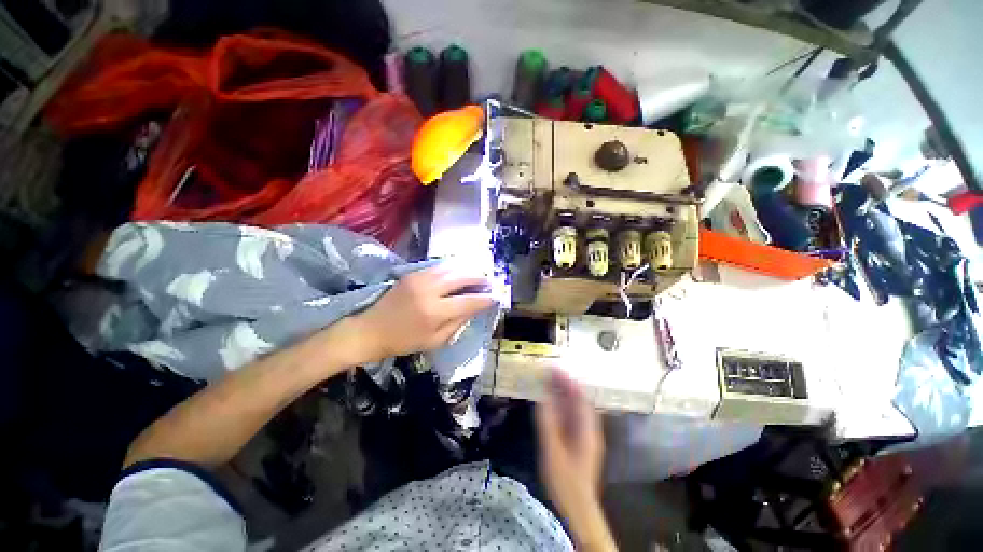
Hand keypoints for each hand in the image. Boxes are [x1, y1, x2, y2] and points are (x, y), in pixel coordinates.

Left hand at [349, 265, 494, 363]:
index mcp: (435, 312)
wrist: (371, 329)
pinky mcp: (412, 273)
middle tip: (488, 283)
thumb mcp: (435, 340)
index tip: (495, 297)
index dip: (485, 299)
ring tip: (476, 276)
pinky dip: (452, 269)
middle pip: (462, 277)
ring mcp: (420, 278)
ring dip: (467, 271)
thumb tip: (474, 308)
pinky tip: (458, 273)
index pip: (468, 301)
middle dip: (479, 279)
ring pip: (451, 268)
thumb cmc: (404, 341)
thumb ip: (457, 323)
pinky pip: (438, 267)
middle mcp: (429, 290)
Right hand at [536, 370, 615, 550]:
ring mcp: (586, 435)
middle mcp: (590, 429)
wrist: (578, 507)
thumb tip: (542, 398)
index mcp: (587, 430)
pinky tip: (553, 403)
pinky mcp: (580, 441)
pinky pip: (572, 416)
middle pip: (579, 400)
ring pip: (576, 408)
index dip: (568, 381)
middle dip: (566, 384)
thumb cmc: (565, 480)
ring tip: (550, 381)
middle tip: (550, 372)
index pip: (580, 398)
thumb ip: (547, 423)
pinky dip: (563, 406)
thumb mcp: (553, 450)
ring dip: (565, 393)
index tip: (555, 369)